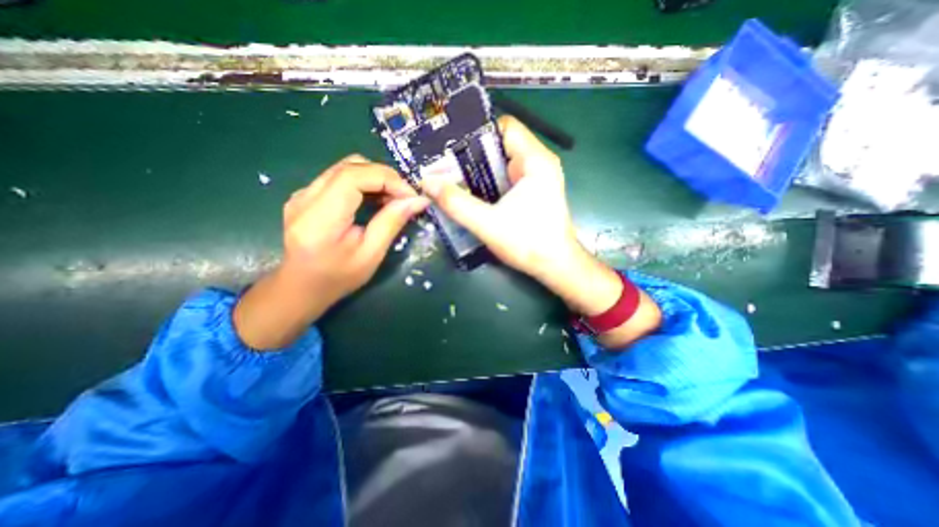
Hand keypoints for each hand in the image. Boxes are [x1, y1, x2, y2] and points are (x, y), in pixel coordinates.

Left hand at [234, 157, 427, 349]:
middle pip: (351, 166)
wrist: (301, 286)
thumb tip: (418, 200)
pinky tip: (375, 201)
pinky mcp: (306, 194)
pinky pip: (340, 177)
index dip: (387, 179)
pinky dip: (364, 184)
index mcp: (320, 217)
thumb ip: (392, 223)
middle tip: (405, 198)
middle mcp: (305, 197)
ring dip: (376, 178)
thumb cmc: (338, 277)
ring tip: (393, 199)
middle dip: (385, 177)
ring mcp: (303, 193)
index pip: (353, 176)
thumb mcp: (371, 255)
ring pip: (346, 167)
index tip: (411, 196)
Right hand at [424, 116, 618, 312]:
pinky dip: (489, 182)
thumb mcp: (488, 224)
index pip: (504, 127)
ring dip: (479, 170)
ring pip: (503, 162)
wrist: (555, 266)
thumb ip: (456, 203)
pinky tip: (473, 193)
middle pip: (501, 145)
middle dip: (473, 154)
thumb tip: (426, 182)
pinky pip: (507, 177)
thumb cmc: (528, 243)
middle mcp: (539, 163)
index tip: (451, 146)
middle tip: (444, 164)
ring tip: (452, 177)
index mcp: (535, 160)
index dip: (477, 132)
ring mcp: (538, 178)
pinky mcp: (533, 192)